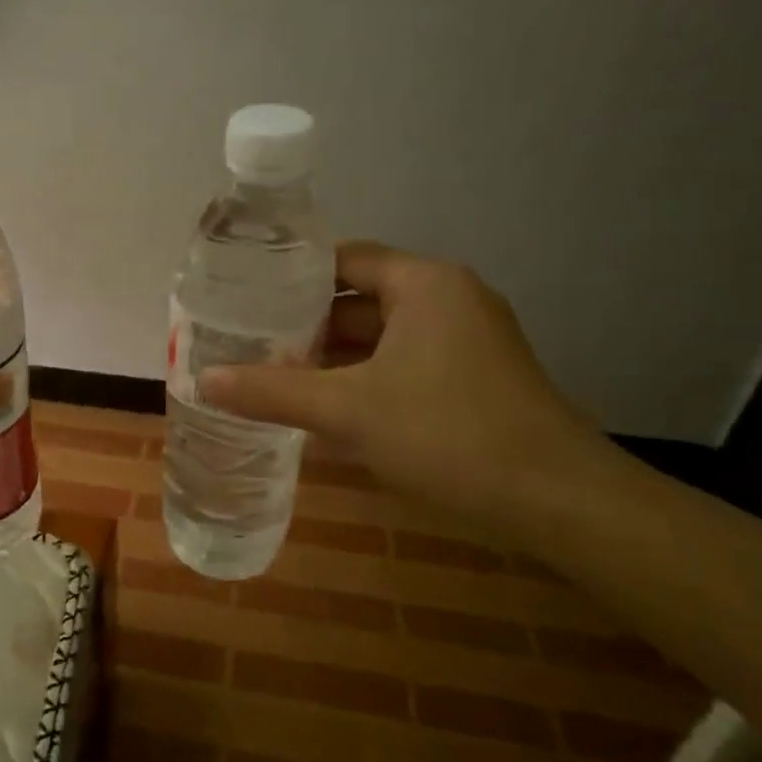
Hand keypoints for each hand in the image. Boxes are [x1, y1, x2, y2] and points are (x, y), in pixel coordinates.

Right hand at [201, 241, 608, 524]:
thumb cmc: (448, 434)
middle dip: (303, 323)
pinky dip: (361, 378)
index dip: (289, 276)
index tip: (242, 296)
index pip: (341, 260)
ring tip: (270, 371)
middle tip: (246, 339)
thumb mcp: (348, 410)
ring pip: (380, 336)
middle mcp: (447, 300)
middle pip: (358, 298)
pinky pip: (400, 364)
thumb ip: (272, 392)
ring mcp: (465, 341)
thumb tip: (203, 381)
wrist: (557, 501)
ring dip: (330, 356)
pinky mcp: (472, 378)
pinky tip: (321, 405)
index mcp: (423, 284)